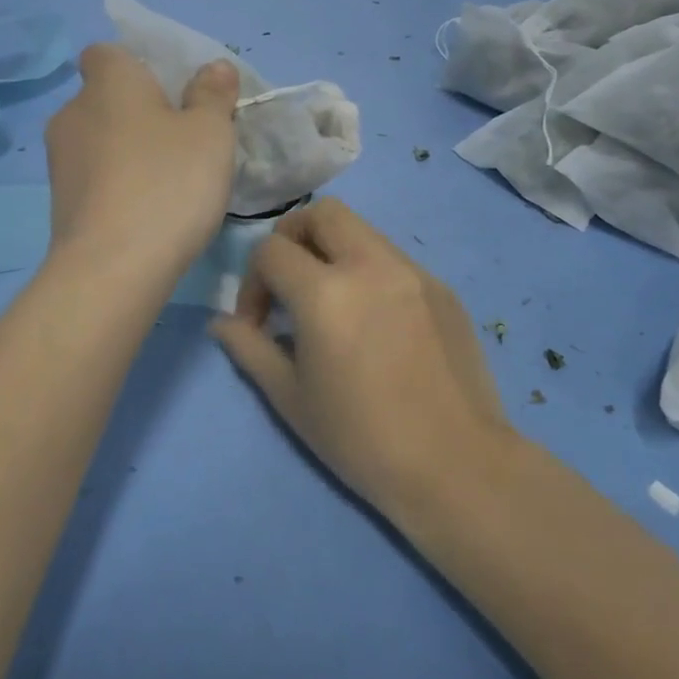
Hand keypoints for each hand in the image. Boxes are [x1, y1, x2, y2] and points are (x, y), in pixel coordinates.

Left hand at [44, 43, 239, 277]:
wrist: (113, 267)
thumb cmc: (168, 183)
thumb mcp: (210, 133)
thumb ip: (213, 94)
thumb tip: (214, 66)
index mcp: (108, 82)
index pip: (107, 53)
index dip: (138, 66)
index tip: (170, 95)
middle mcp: (72, 112)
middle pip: (105, 99)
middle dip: (137, 114)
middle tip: (180, 142)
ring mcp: (59, 161)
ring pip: (98, 142)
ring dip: (126, 152)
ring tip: (166, 184)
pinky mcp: (58, 203)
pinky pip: (93, 179)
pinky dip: (115, 186)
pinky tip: (145, 214)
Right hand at [210, 199, 515, 517]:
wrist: (456, 465)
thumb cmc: (361, 439)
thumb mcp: (291, 398)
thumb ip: (250, 349)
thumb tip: (222, 324)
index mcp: (326, 293)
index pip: (271, 250)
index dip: (252, 282)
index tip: (258, 324)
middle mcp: (371, 265)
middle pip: (322, 213)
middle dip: (293, 238)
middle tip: (290, 284)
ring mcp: (414, 272)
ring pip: (362, 231)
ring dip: (334, 252)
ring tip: (333, 305)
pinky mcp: (443, 288)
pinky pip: (395, 260)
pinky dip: (371, 273)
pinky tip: (376, 323)